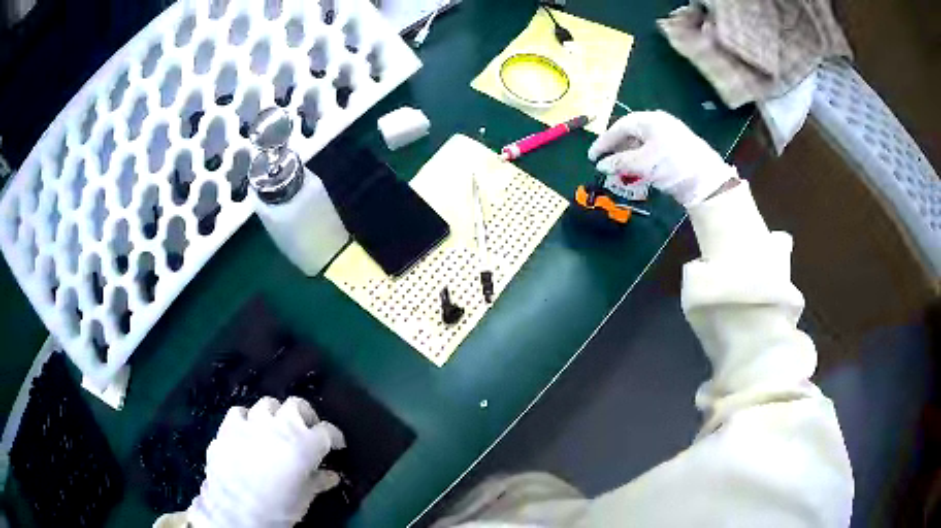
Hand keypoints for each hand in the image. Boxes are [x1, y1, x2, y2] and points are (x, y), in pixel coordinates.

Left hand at [186, 397, 345, 527]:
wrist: (234, 512)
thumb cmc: (276, 509)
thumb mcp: (304, 499)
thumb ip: (318, 482)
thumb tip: (331, 475)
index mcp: (304, 445)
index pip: (327, 431)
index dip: (334, 437)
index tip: (336, 446)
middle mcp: (279, 426)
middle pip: (297, 405)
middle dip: (306, 416)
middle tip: (307, 430)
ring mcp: (251, 423)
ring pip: (267, 404)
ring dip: (275, 415)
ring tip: (274, 429)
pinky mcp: (228, 426)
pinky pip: (240, 413)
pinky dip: (247, 419)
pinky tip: (247, 432)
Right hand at [588, 111, 737, 206]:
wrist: (707, 182)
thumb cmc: (672, 165)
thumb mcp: (643, 164)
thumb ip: (619, 162)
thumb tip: (600, 165)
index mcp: (649, 120)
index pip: (620, 126)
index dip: (604, 142)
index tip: (591, 157)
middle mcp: (659, 123)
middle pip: (631, 133)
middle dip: (616, 149)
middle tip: (604, 163)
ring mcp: (669, 136)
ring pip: (642, 143)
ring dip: (628, 157)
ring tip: (620, 171)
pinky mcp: (677, 150)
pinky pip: (652, 151)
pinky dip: (641, 161)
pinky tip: (638, 173)